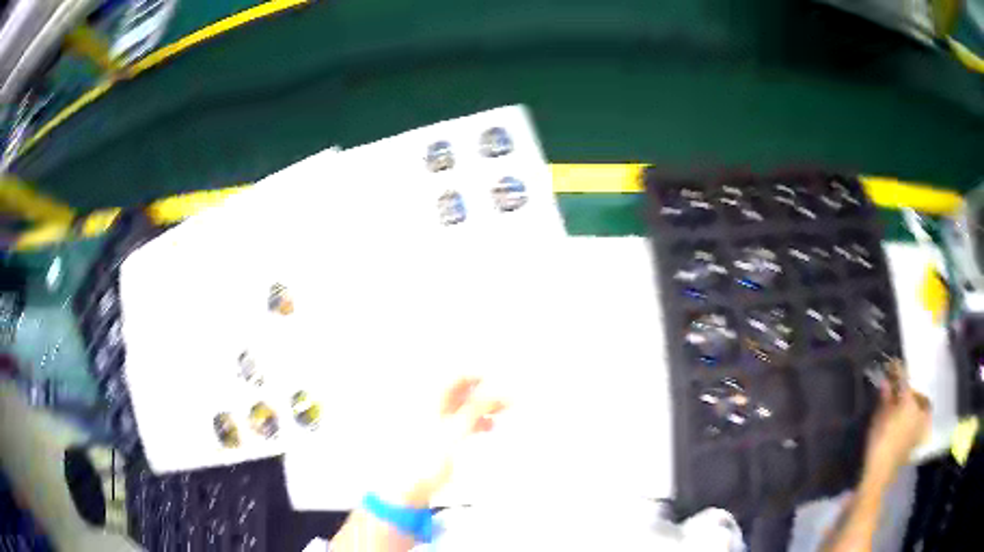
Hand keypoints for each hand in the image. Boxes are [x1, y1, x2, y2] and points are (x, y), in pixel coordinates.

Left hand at [376, 377, 505, 507]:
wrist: (408, 487)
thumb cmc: (426, 457)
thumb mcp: (454, 431)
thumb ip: (475, 410)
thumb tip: (497, 392)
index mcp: (429, 400)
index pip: (455, 377)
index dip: (478, 376)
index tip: (500, 381)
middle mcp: (431, 407)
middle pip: (460, 391)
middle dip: (484, 392)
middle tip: (506, 397)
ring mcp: (434, 422)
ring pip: (463, 407)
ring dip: (482, 407)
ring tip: (503, 411)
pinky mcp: (440, 438)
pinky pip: (461, 421)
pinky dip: (476, 421)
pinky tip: (489, 427)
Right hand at [863, 360, 930, 483]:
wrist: (880, 474)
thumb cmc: (879, 443)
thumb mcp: (879, 418)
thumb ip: (885, 399)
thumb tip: (886, 382)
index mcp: (909, 402)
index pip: (904, 380)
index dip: (898, 371)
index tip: (893, 363)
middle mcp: (919, 411)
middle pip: (917, 395)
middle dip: (910, 391)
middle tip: (900, 390)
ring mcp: (920, 427)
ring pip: (922, 409)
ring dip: (916, 404)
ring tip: (907, 405)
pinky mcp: (916, 441)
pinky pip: (920, 423)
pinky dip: (916, 419)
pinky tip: (909, 422)